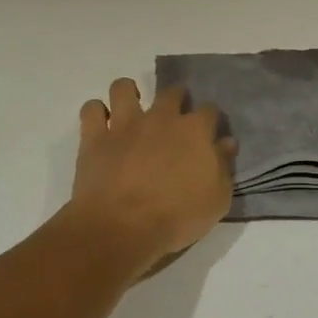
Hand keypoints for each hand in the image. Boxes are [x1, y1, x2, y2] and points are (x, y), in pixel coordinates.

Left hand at [65, 78, 235, 272]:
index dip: (211, 120)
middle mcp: (161, 117)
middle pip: (171, 92)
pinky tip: (101, 125)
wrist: (122, 228)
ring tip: (130, 110)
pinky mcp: (95, 137)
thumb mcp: (217, 199)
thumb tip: (226, 143)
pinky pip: (91, 110)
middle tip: (173, 119)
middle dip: (176, 98)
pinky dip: (95, 113)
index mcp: (194, 130)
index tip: (209, 133)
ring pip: (124, 88)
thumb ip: (223, 166)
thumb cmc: (177, 217)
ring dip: (128, 94)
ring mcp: (125, 124)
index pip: (210, 110)